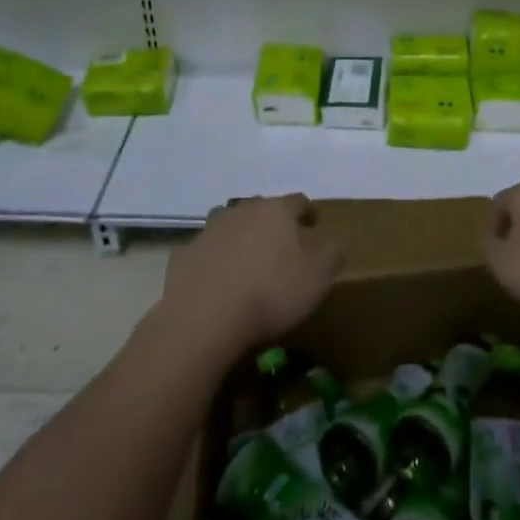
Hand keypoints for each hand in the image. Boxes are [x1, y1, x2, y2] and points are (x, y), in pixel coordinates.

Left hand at [160, 194, 342, 356]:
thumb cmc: (271, 293)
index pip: (298, 201)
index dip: (308, 211)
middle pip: (262, 210)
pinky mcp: (185, 255)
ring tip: (248, 261)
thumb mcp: (317, 279)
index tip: (313, 222)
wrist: (204, 318)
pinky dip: (215, 261)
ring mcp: (210, 231)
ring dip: (241, 238)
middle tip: (282, 244)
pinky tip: (219, 282)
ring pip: (231, 226)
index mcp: (276, 211)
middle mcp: (242, 211)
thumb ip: (331, 257)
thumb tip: (334, 245)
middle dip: (272, 223)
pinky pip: (207, 252)